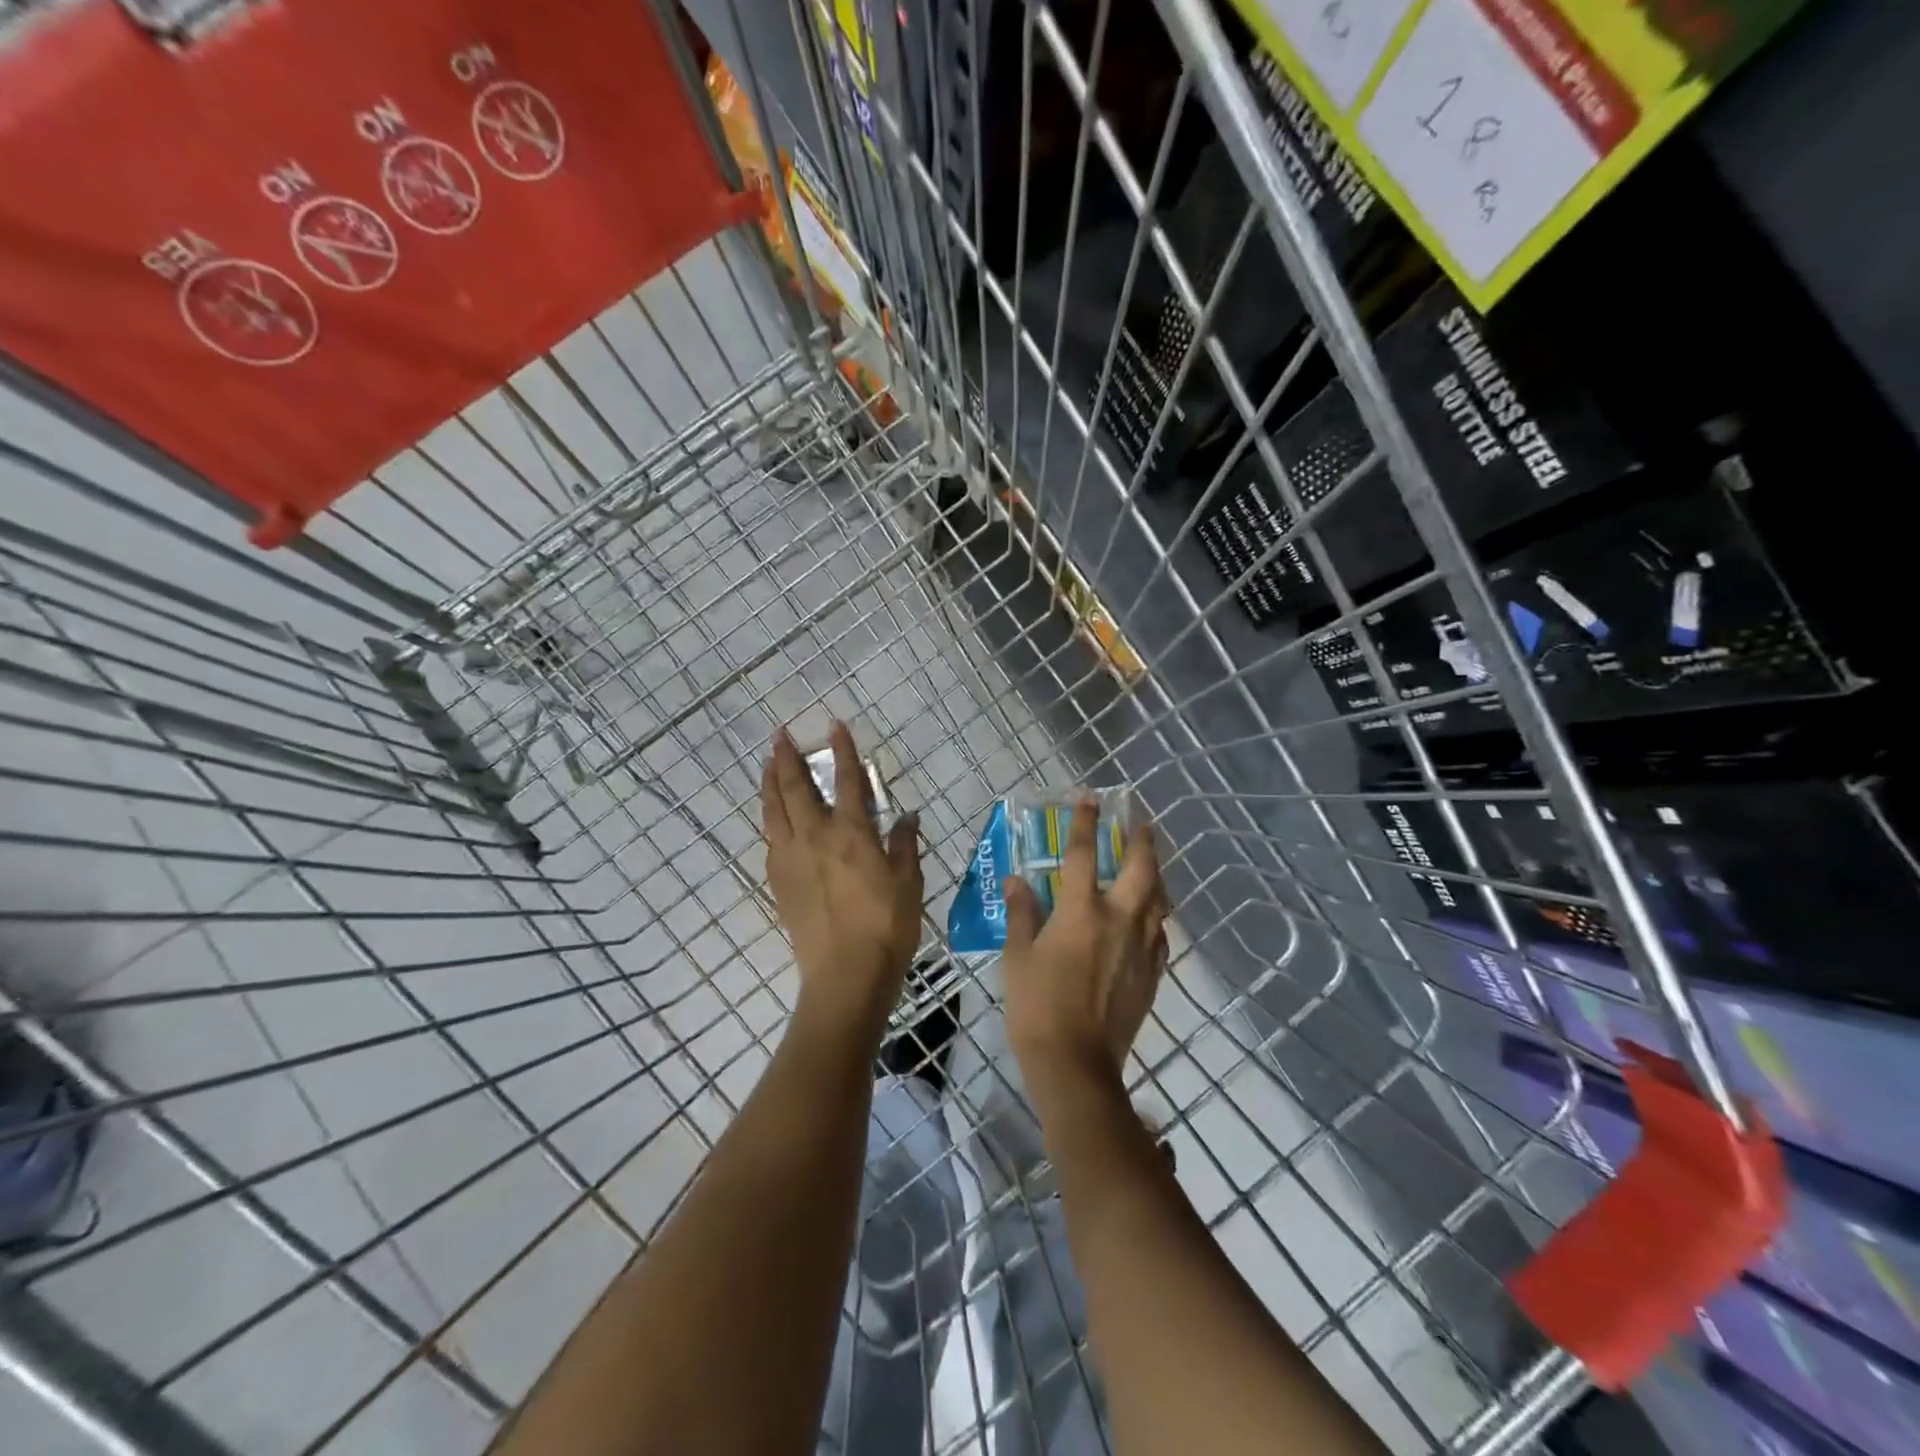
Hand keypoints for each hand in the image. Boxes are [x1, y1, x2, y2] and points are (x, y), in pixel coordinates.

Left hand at [761, 723, 922, 1043]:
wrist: (845, 975)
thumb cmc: (886, 927)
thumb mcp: (909, 883)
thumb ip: (904, 845)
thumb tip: (905, 816)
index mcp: (852, 833)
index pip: (847, 780)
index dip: (842, 750)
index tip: (834, 725)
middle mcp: (815, 838)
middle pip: (795, 789)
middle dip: (787, 758)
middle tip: (779, 736)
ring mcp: (791, 860)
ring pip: (774, 811)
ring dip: (769, 784)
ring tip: (766, 766)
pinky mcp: (779, 883)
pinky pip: (770, 840)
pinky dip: (770, 820)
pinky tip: (772, 819)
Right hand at [1002, 798, 1169, 1087]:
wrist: (1076, 1063)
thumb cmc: (1037, 1006)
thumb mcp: (1017, 956)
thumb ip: (1022, 914)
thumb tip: (1017, 881)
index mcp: (1080, 911)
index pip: (1082, 855)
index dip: (1085, 824)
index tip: (1090, 800)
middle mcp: (1119, 920)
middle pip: (1140, 869)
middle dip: (1142, 841)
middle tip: (1141, 824)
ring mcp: (1141, 947)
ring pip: (1159, 899)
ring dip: (1156, 875)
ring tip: (1151, 863)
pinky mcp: (1152, 973)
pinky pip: (1160, 934)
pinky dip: (1157, 917)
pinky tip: (1151, 918)